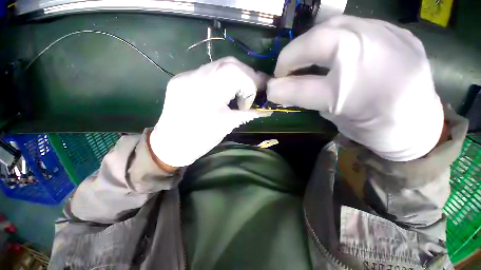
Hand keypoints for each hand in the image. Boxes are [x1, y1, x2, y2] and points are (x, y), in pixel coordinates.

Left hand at [150, 57, 269, 166]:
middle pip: (228, 63)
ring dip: (234, 77)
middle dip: (245, 76)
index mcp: (206, 91)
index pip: (236, 71)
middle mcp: (194, 76)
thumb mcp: (226, 126)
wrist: (169, 145)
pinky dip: (221, 79)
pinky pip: (208, 72)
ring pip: (218, 65)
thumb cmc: (199, 139)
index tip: (251, 101)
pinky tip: (223, 91)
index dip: (250, 84)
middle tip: (251, 91)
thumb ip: (247, 114)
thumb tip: (266, 111)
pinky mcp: (182, 79)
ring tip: (238, 92)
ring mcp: (186, 75)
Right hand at [267, 16, 443, 160]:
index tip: (273, 85)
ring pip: (336, 24)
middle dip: (293, 53)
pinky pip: (355, 24)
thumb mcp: (333, 117)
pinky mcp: (398, 32)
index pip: (304, 85)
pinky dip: (334, 36)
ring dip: (311, 42)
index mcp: (355, 92)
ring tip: (305, 57)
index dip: (282, 83)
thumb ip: (302, 99)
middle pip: (320, 39)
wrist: (420, 125)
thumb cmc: (373, 128)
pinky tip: (332, 50)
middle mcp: (373, 56)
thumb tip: (274, 90)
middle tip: (286, 68)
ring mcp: (390, 36)